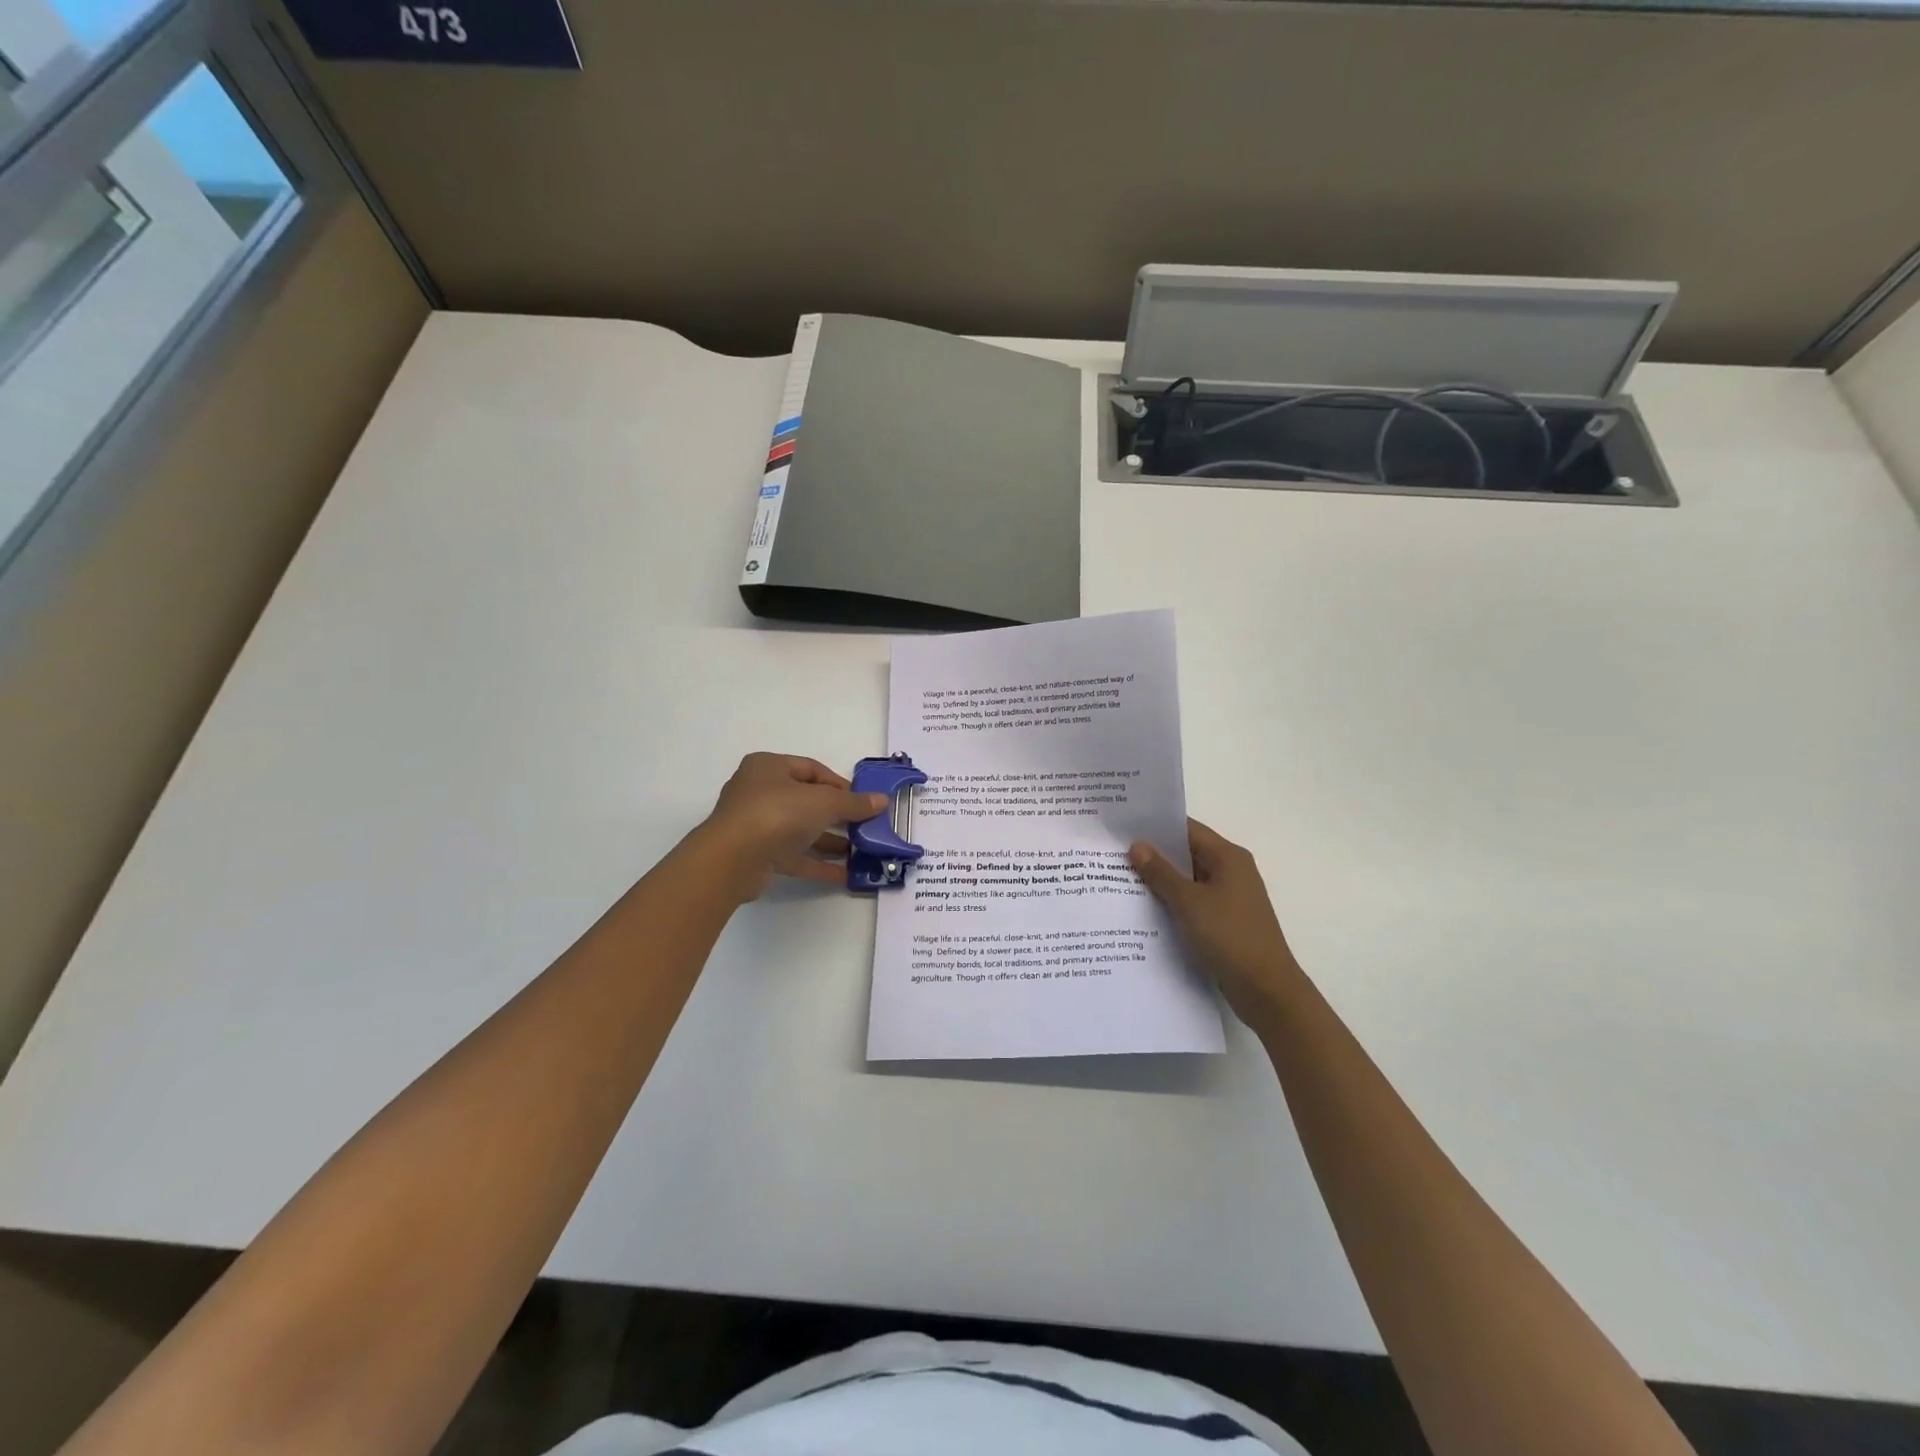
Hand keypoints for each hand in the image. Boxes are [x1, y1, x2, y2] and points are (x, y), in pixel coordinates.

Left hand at [697, 753, 887, 902]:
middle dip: (838, 816)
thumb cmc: (777, 814)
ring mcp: (757, 826)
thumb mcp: (823, 802)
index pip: (812, 770)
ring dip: (830, 841)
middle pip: (807, 801)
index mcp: (769, 767)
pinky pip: (794, 856)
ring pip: (801, 830)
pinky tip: (845, 874)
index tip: (864, 801)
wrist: (732, 860)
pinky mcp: (758, 855)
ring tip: (861, 852)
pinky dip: (818, 863)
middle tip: (865, 827)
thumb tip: (882, 801)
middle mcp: (759, 792)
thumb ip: (854, 803)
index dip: (841, 785)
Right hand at [1129, 819, 1302, 1024]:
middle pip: (1187, 853)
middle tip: (1113, 853)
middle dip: (1153, 854)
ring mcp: (1229, 898)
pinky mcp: (1224, 922)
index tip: (1123, 826)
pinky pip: (1192, 903)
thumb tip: (1137, 845)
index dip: (1156, 826)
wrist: (1266, 990)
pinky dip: (1171, 902)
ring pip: (1188, 880)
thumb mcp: (1189, 902)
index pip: (1187, 829)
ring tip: (1120, 879)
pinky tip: (1144, 910)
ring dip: (1160, 881)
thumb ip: (1161, 873)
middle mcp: (1231, 871)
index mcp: (1228, 857)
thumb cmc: (1230, 936)